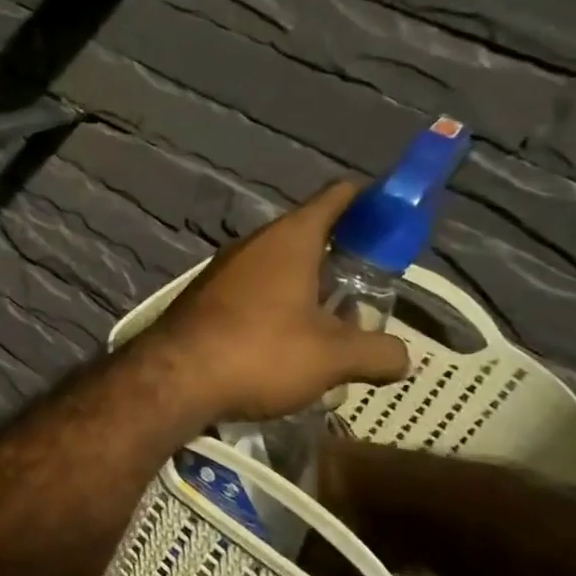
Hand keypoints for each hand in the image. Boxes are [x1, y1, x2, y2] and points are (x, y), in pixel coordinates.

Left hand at [142, 182, 409, 423]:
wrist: (172, 379)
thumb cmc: (259, 353)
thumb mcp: (333, 357)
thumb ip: (379, 352)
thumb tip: (403, 356)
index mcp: (289, 239)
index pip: (338, 196)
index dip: (372, 201)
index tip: (396, 220)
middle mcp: (253, 244)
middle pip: (310, 236)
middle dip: (344, 261)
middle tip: (371, 293)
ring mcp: (223, 271)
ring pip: (280, 268)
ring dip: (310, 290)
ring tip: (336, 330)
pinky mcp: (204, 298)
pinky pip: (253, 292)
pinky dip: (278, 308)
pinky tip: (289, 346)